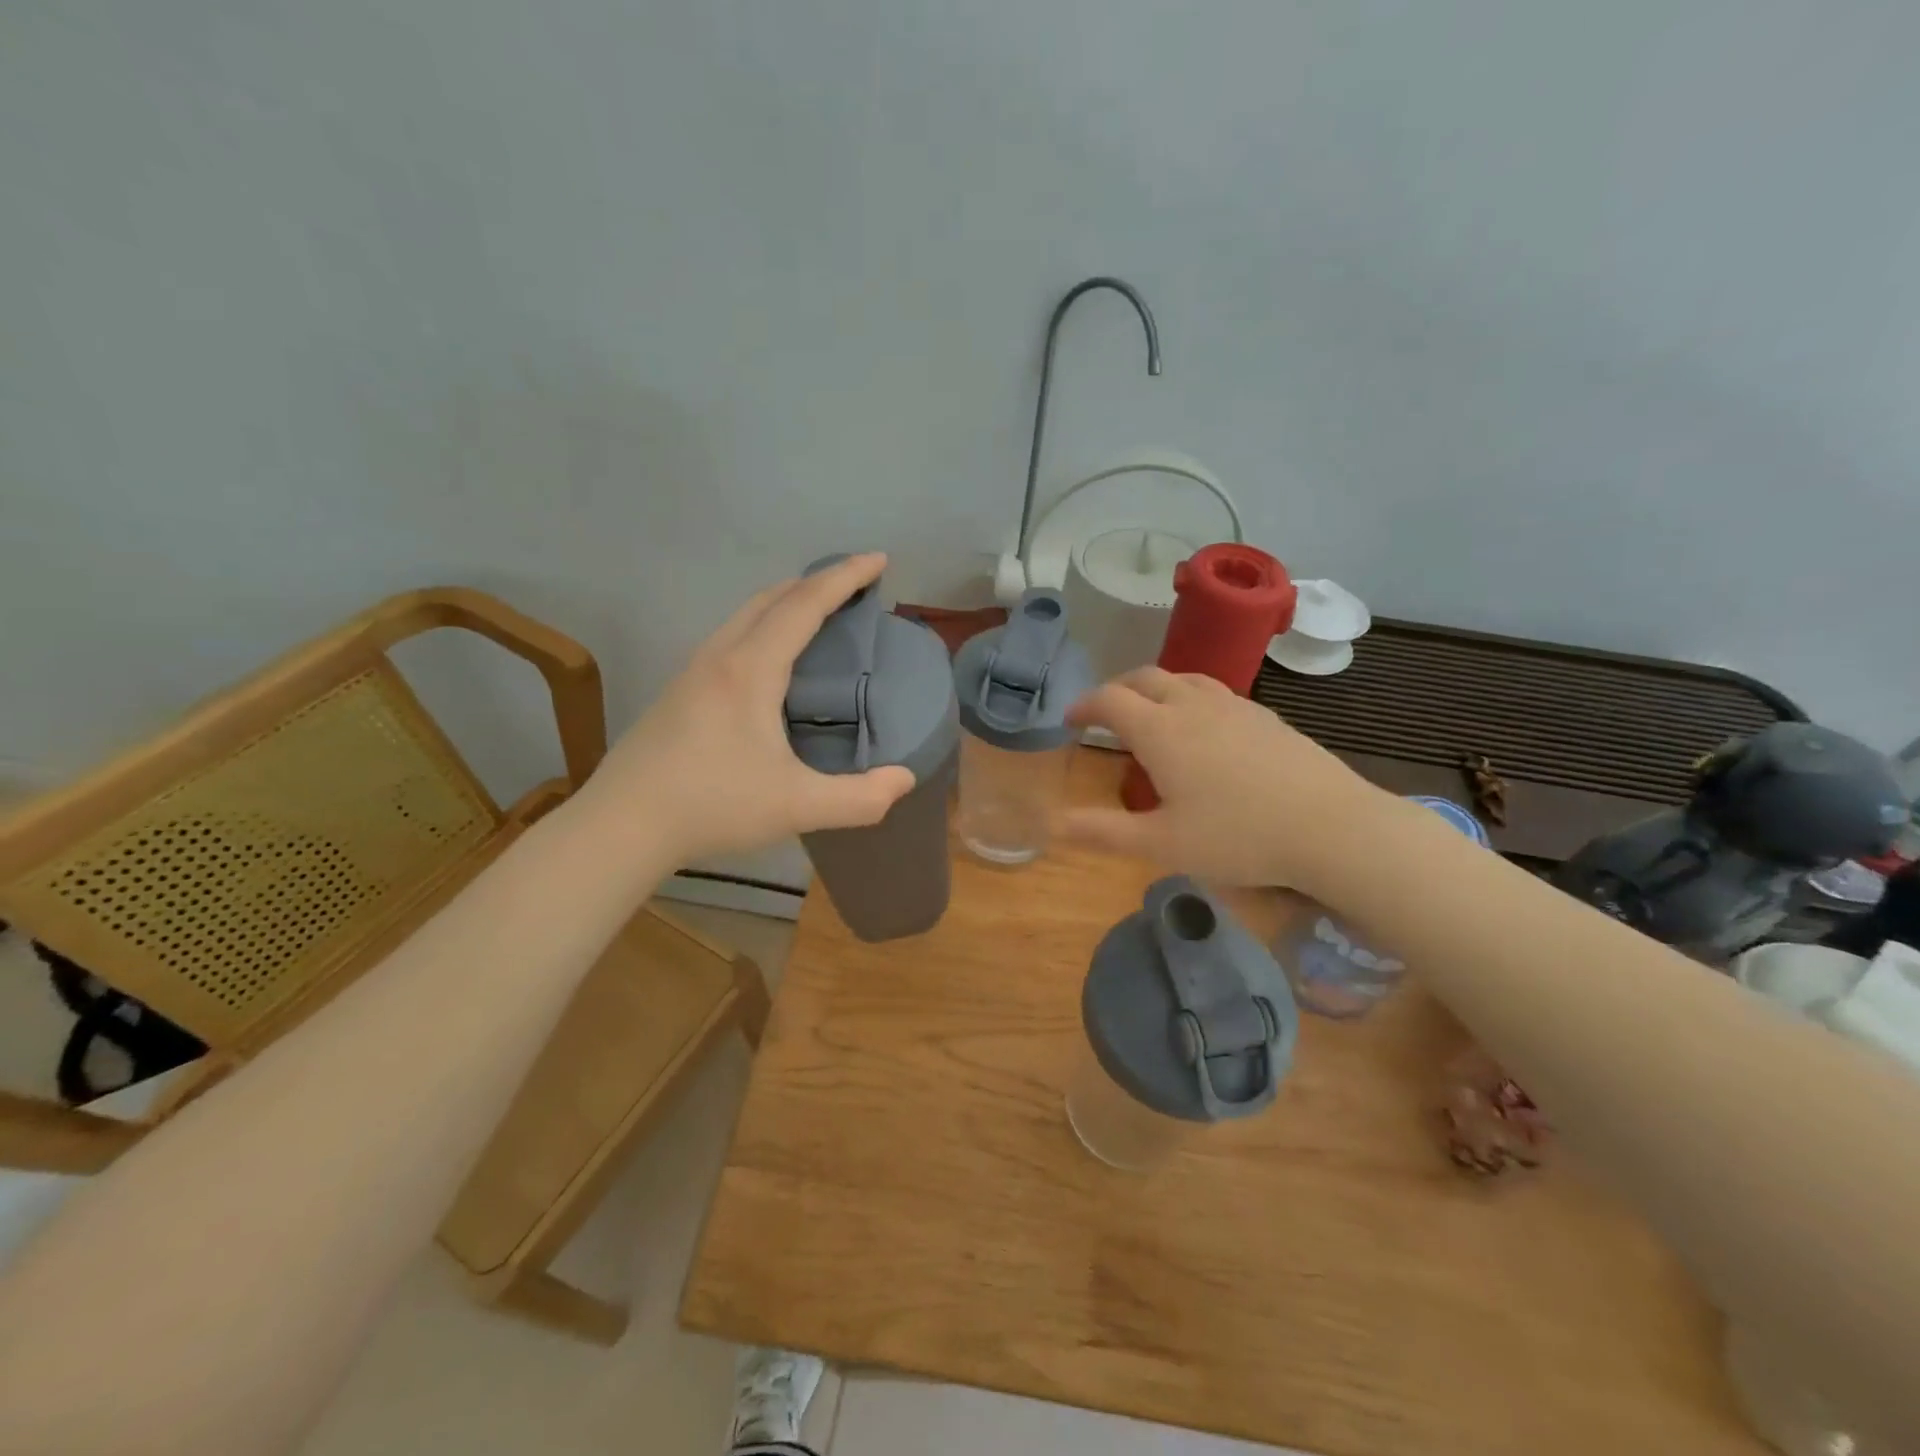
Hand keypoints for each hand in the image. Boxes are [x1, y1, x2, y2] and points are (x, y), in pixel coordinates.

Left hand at [586, 554, 914, 865]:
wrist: (622, 824)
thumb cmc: (712, 806)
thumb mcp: (798, 807)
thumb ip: (860, 798)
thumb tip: (905, 779)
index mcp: (751, 670)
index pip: (805, 604)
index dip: (845, 577)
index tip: (878, 560)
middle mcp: (720, 657)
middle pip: (772, 598)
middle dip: (816, 581)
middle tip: (852, 585)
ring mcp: (692, 672)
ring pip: (744, 615)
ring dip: (785, 602)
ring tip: (816, 615)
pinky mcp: (678, 692)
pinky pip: (730, 637)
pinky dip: (762, 626)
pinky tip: (769, 662)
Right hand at [1062, 668, 1378, 888]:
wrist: (1332, 827)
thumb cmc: (1238, 837)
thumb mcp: (1163, 844)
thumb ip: (1104, 832)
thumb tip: (1054, 824)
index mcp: (1161, 730)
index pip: (1110, 700)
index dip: (1084, 705)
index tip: (1070, 720)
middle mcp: (1193, 705)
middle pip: (1145, 677)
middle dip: (1116, 689)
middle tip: (1105, 713)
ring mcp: (1235, 707)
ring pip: (1183, 678)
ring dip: (1155, 688)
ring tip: (1150, 712)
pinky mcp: (1266, 717)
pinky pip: (1215, 692)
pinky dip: (1190, 698)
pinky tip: (1204, 729)